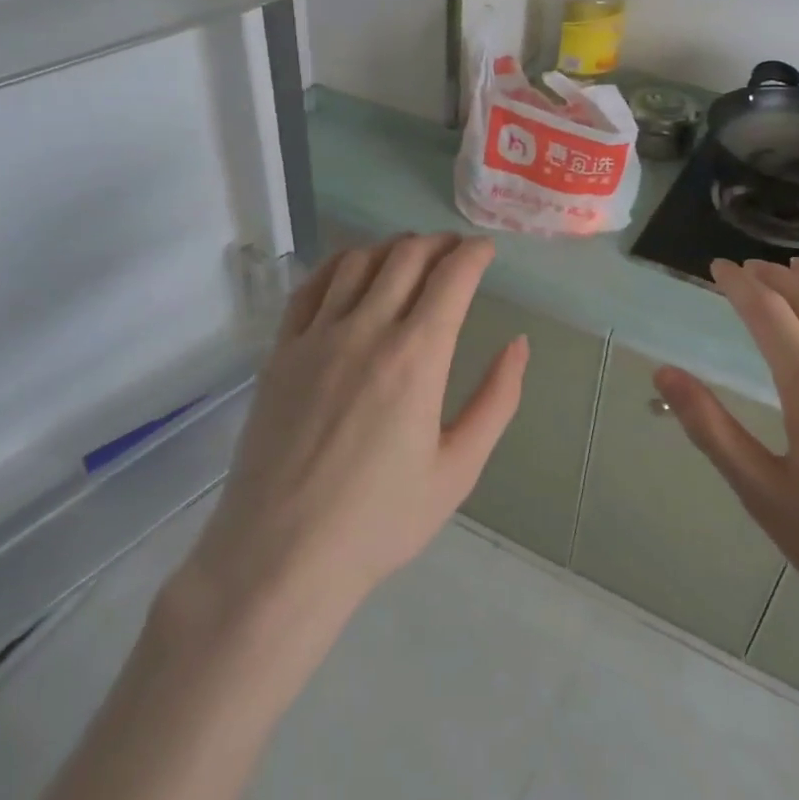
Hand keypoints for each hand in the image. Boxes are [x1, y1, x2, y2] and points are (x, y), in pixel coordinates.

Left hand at [180, 234, 528, 625]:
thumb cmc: (379, 521)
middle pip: (407, 257)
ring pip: (359, 261)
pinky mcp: (281, 350)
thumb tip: (518, 344)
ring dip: (392, 248)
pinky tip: (353, 268)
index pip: (452, 277)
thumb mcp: (458, 469)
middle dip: (438, 244)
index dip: (474, 254)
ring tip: (410, 256)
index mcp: (417, 358)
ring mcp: (317, 337)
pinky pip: (312, 286)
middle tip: (455, 251)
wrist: (280, 556)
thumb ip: (496, 400)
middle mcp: (366, 331)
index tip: (486, 250)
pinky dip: (340, 263)